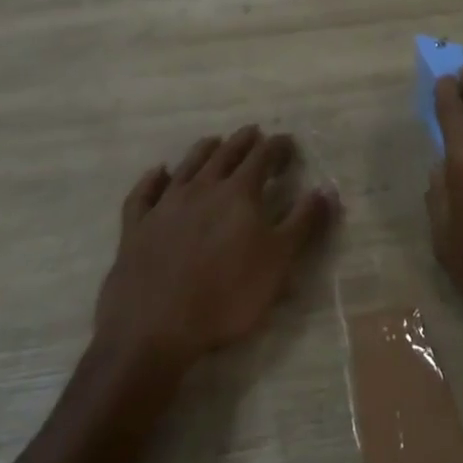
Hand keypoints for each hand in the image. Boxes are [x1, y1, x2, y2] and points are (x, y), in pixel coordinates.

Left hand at [93, 126, 338, 372]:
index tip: (288, 143)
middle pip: (225, 154)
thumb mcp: (279, 262)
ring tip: (214, 140)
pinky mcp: (136, 227)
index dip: (278, 147)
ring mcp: (165, 205)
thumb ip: (303, 223)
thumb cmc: (226, 297)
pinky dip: (151, 179)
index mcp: (238, 193)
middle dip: (243, 141)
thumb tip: (326, 189)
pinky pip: (144, 193)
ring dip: (203, 150)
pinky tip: (158, 172)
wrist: (154, 330)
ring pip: (187, 166)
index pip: (263, 157)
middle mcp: (201, 188)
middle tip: (254, 132)